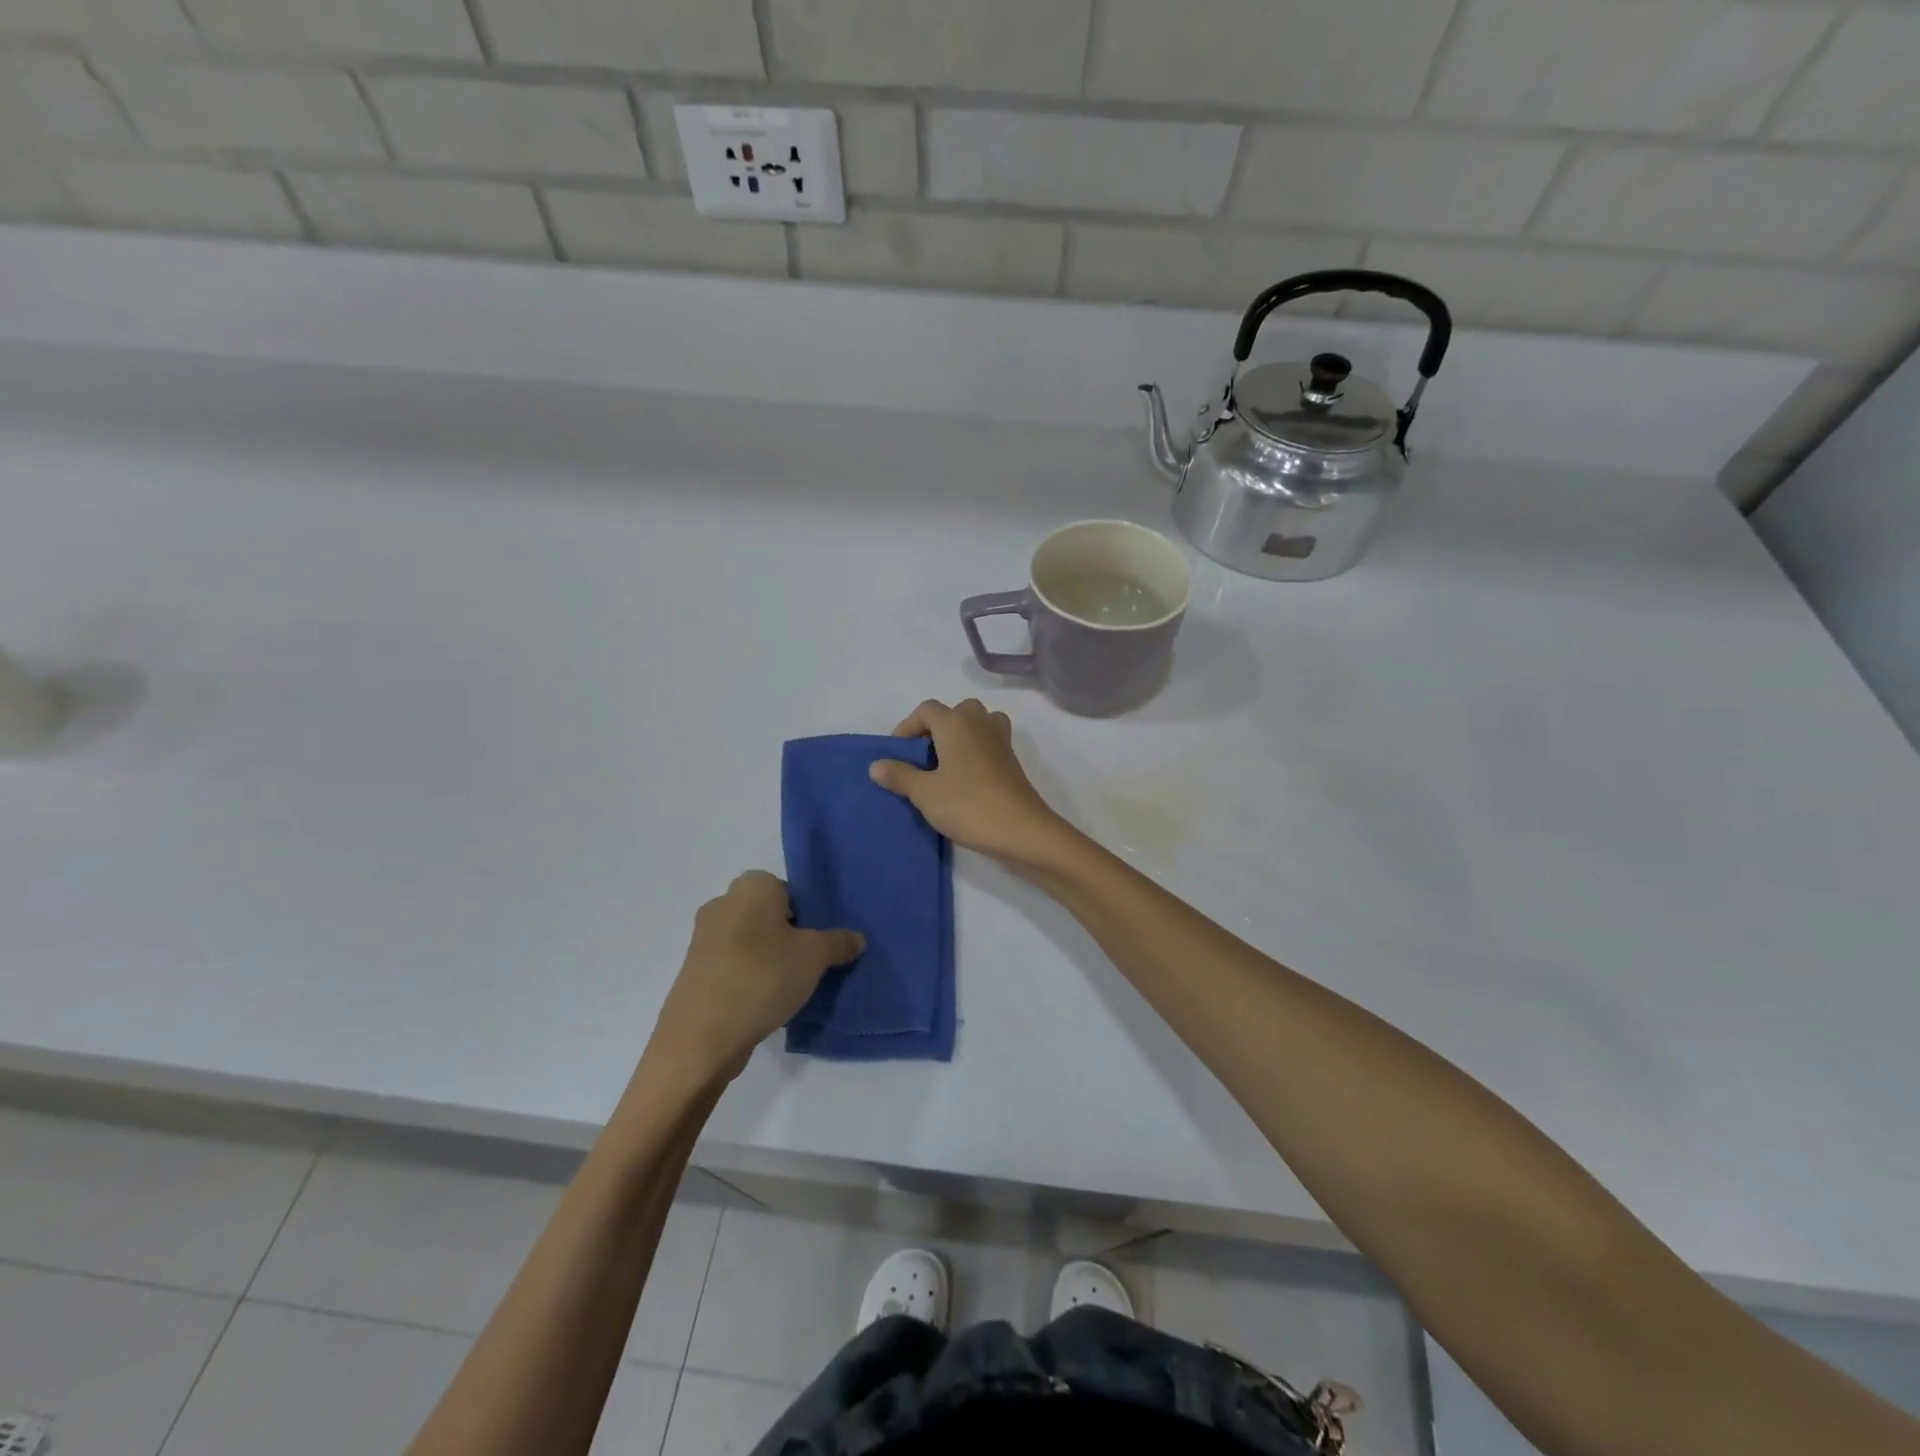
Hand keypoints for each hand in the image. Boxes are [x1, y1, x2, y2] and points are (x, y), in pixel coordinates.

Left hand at [651, 872, 862, 1078]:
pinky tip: (764, 1003)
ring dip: (769, 959)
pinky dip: (749, 978)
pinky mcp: (695, 971)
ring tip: (789, 988)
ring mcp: (704, 938)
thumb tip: (857, 938)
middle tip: (810, 964)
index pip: (790, 890)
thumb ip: (838, 942)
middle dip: (789, 936)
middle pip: (769, 915)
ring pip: (750, 941)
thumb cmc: (763, 976)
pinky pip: (733, 965)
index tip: (819, 943)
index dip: (809, 915)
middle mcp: (723, 903)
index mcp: (752, 886)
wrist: (701, 1036)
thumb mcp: (815, 957)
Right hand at [869, 699, 1074, 866]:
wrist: (1021, 830)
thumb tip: (876, 765)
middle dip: (935, 729)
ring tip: (944, 765)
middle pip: (955, 712)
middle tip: (922, 757)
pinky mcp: (1012, 761)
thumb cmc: (967, 804)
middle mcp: (980, 723)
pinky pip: (988, 743)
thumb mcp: (924, 793)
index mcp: (956, 722)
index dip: (907, 727)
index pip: (926, 710)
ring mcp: (1000, 741)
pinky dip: (974, 752)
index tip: (897, 754)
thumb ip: (899, 775)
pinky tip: (964, 780)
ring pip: (976, 724)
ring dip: (959, 737)